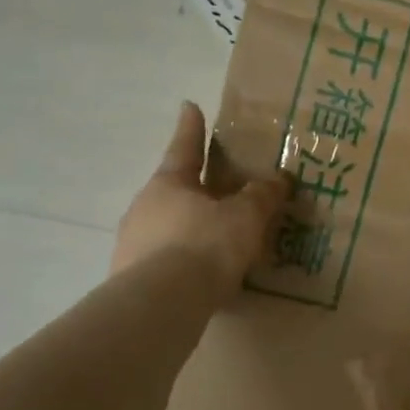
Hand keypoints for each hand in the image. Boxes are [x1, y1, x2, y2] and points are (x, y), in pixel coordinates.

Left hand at [111, 102, 286, 286]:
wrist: (162, 302)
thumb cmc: (205, 245)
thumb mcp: (245, 217)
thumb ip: (261, 197)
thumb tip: (278, 179)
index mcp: (170, 184)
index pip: (185, 147)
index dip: (191, 127)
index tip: (189, 106)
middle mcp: (145, 207)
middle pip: (174, 189)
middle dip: (195, 187)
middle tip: (216, 188)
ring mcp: (132, 242)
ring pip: (167, 225)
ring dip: (188, 227)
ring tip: (215, 240)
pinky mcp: (132, 277)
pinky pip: (164, 258)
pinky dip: (183, 259)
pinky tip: (201, 274)